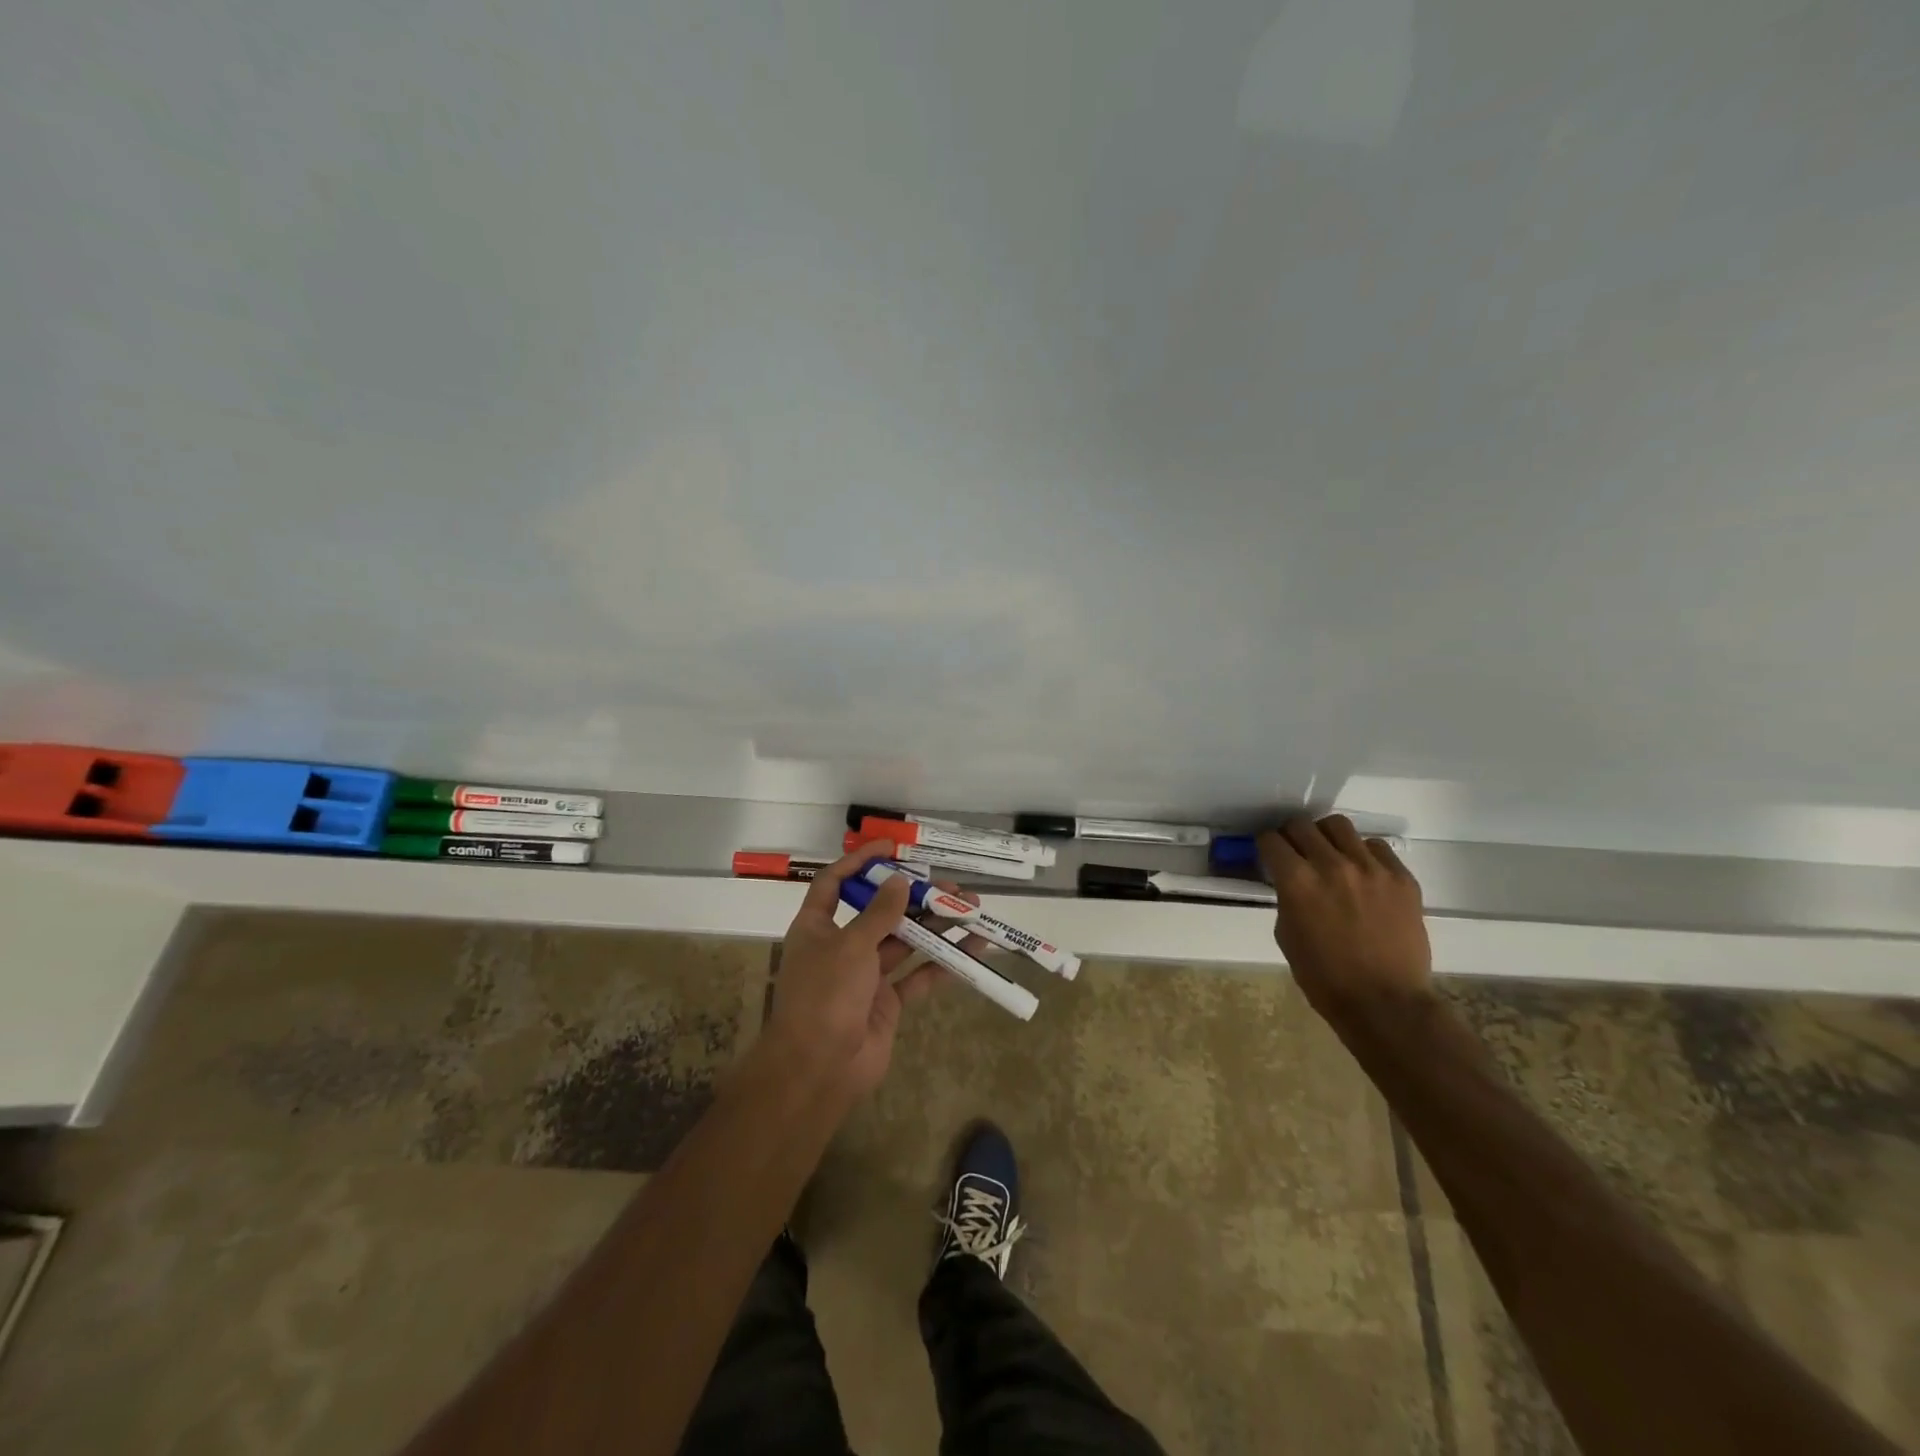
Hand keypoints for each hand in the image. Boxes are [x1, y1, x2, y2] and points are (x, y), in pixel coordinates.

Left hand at [761, 841, 976, 1101]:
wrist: (819, 1069)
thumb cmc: (826, 995)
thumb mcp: (851, 945)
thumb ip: (879, 913)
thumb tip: (900, 881)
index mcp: (817, 927)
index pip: (835, 883)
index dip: (860, 862)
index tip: (892, 848)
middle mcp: (841, 947)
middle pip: (880, 912)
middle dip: (914, 898)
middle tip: (950, 887)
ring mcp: (865, 976)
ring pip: (904, 942)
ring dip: (936, 926)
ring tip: (972, 910)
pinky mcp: (886, 1003)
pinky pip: (918, 975)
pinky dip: (944, 963)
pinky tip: (973, 949)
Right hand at [1257, 815, 1431, 1023]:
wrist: (1385, 1002)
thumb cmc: (1324, 977)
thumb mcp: (1287, 935)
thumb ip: (1287, 898)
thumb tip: (1291, 882)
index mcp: (1297, 881)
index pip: (1271, 840)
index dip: (1265, 846)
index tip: (1268, 854)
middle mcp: (1332, 865)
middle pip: (1302, 824)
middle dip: (1291, 836)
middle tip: (1295, 852)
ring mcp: (1371, 868)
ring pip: (1339, 826)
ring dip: (1326, 837)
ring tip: (1329, 854)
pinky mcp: (1401, 878)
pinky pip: (1376, 847)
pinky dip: (1363, 854)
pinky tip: (1362, 874)